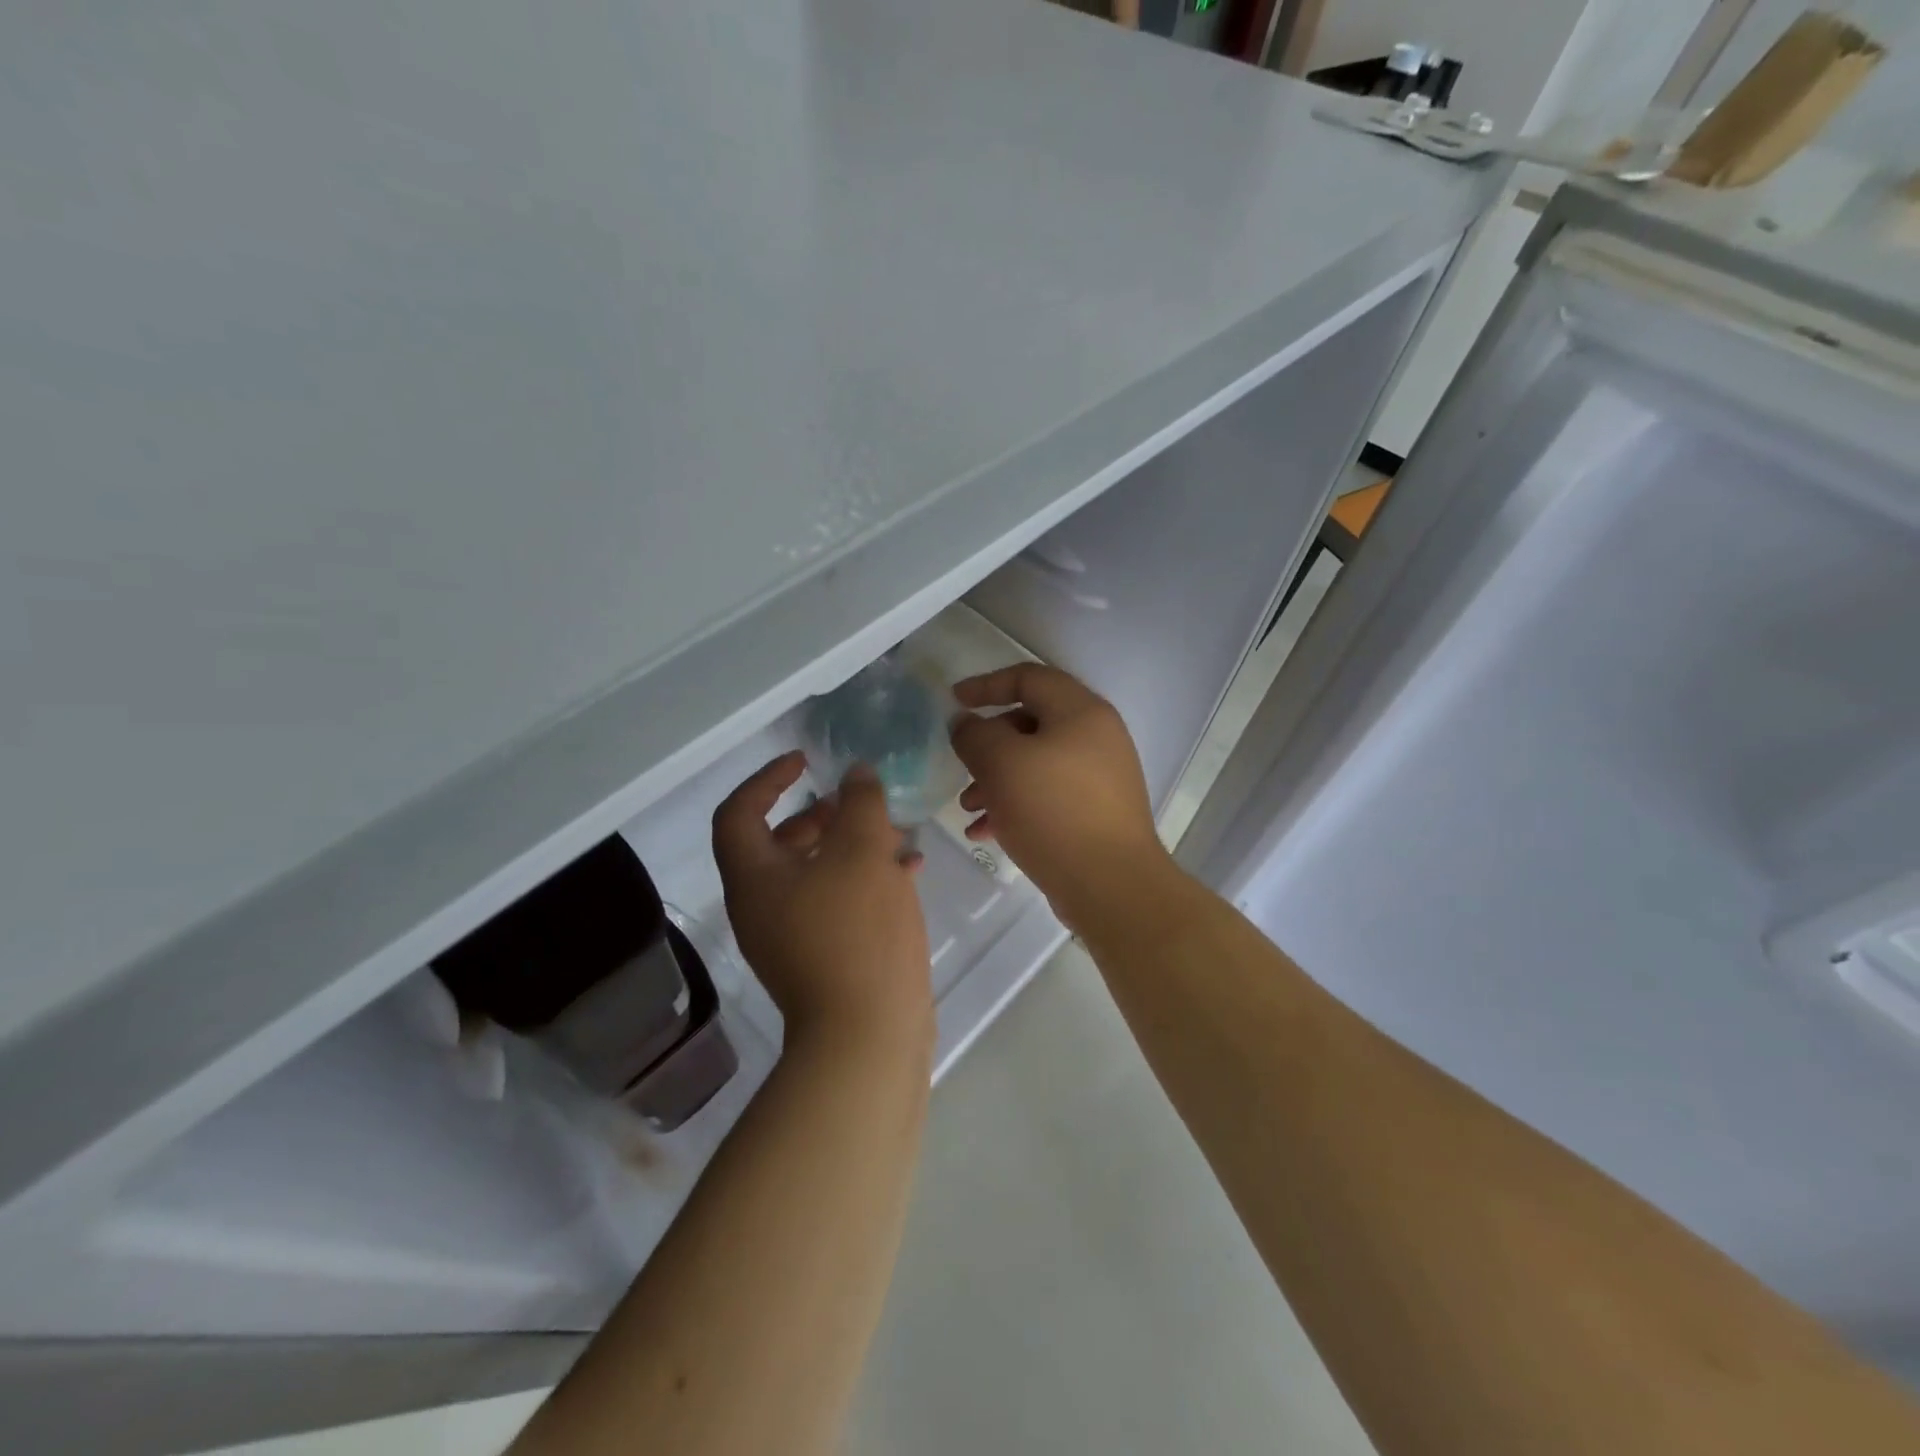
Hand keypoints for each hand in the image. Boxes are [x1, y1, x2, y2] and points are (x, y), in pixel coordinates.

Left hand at [713, 752, 932, 1049]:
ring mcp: (791, 937)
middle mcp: (762, 906)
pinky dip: (864, 879)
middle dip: (818, 815)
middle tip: (855, 802)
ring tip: (893, 832)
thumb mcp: (863, 852)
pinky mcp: (822, 958)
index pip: (738, 813)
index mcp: (755, 878)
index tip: (803, 761)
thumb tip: (855, 775)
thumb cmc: (857, 931)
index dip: (766, 779)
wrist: (867, 1034)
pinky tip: (909, 870)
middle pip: (777, 844)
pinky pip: (835, 902)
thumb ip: (859, 803)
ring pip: (813, 873)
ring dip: (848, 846)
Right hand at [949, 665, 1171, 931]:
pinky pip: (1048, 796)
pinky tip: (986, 833)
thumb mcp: (1001, 764)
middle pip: (1031, 723)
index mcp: (1081, 712)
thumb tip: (967, 724)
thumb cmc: (1053, 812)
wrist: (1111, 885)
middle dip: (988, 745)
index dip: (987, 684)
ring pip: (1036, 764)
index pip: (1029, 677)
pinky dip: (1015, 805)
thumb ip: (975, 734)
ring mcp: (1100, 777)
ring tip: (969, 809)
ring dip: (996, 780)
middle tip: (962, 766)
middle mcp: (1096, 737)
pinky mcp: (1096, 813)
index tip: (954, 701)